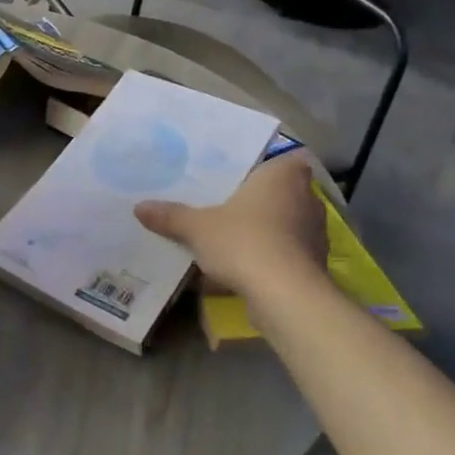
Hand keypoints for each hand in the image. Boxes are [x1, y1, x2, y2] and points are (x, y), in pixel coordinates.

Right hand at [134, 153, 328, 296]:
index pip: (281, 159)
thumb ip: (171, 215)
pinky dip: (272, 255)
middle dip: (259, 199)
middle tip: (228, 203)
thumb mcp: (197, 227)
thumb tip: (139, 207)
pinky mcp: (316, 262)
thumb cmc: (244, 242)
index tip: (240, 176)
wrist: (285, 295)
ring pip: (286, 222)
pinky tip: (248, 265)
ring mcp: (316, 231)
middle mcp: (307, 197)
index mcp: (284, 175)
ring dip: (267, 228)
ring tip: (235, 235)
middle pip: (282, 191)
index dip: (263, 166)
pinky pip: (288, 250)